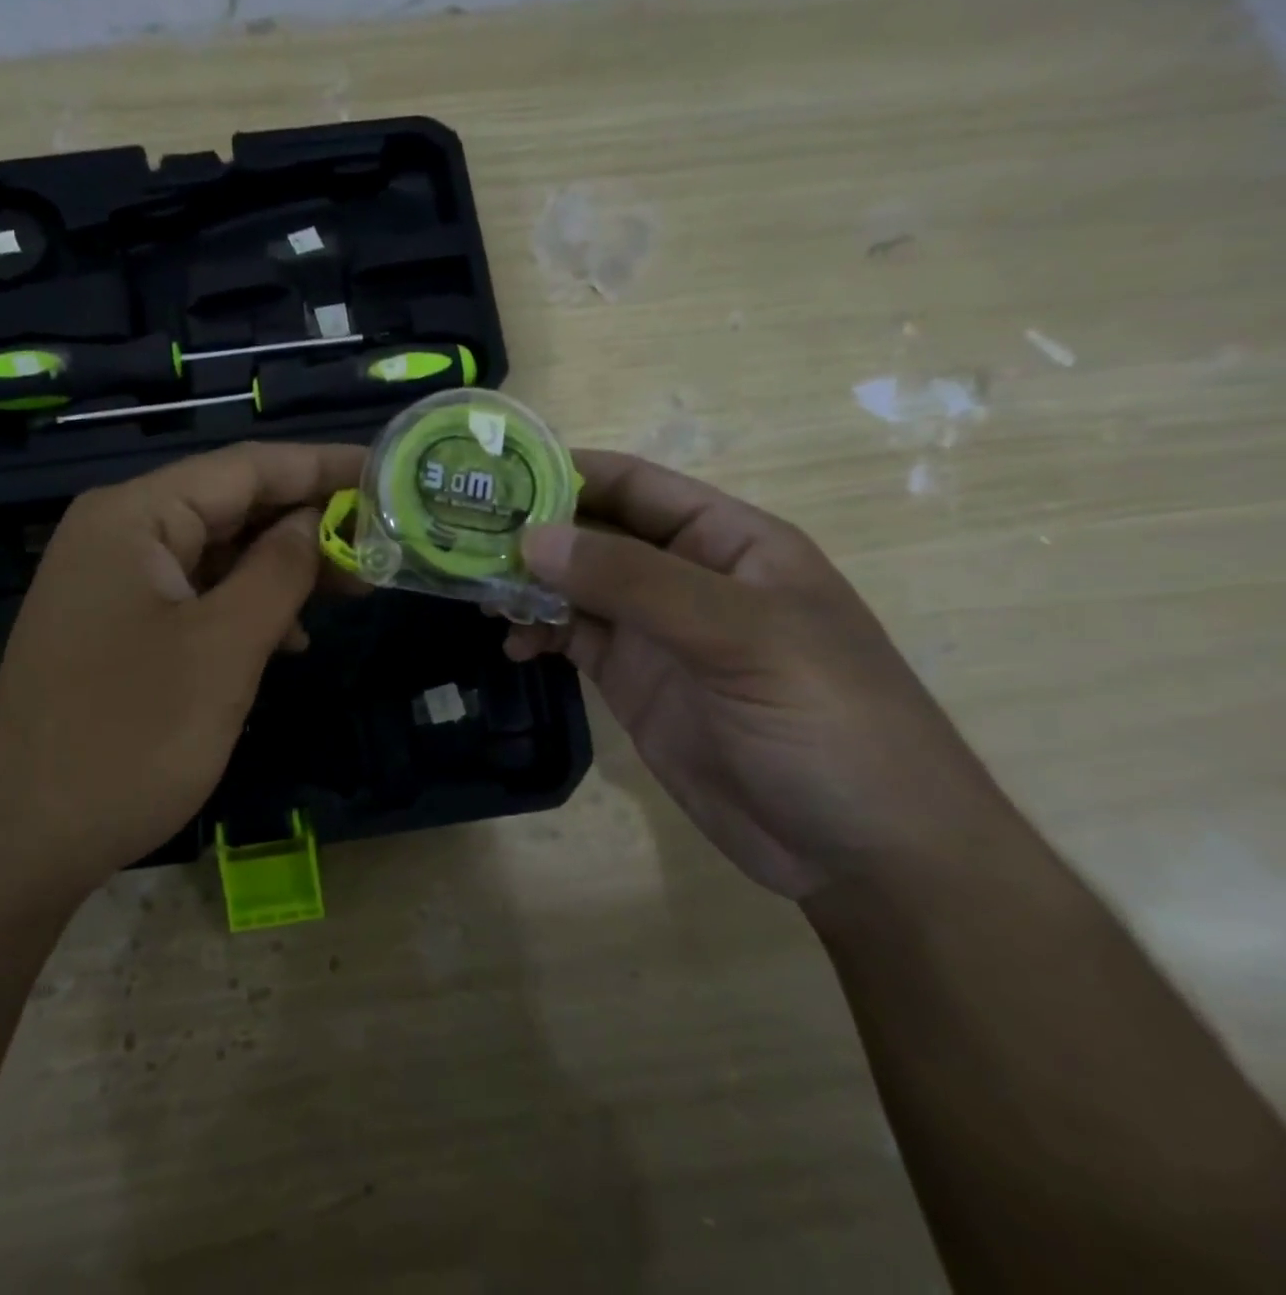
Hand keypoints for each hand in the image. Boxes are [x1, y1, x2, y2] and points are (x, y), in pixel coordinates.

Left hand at [0, 442, 364, 897]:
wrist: (25, 840)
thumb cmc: (130, 738)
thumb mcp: (223, 648)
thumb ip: (279, 570)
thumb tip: (317, 521)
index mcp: (135, 516)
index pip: (247, 467)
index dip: (323, 466)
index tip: (389, 474)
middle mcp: (119, 533)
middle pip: (231, 507)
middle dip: (307, 524)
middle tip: (380, 544)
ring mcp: (113, 583)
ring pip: (217, 555)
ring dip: (281, 571)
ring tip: (350, 591)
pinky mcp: (118, 628)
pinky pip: (196, 597)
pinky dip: (246, 608)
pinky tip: (287, 639)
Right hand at [510, 450, 1008, 901]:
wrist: (863, 853)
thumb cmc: (828, 722)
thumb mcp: (738, 636)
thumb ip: (633, 583)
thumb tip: (532, 538)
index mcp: (728, 541)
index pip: (635, 486)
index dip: (566, 473)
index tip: (493, 475)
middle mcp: (686, 577)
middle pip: (594, 535)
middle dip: (534, 532)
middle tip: (463, 538)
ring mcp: (657, 633)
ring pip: (575, 588)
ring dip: (528, 586)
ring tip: (479, 594)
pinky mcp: (634, 682)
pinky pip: (573, 640)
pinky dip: (537, 634)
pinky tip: (511, 645)